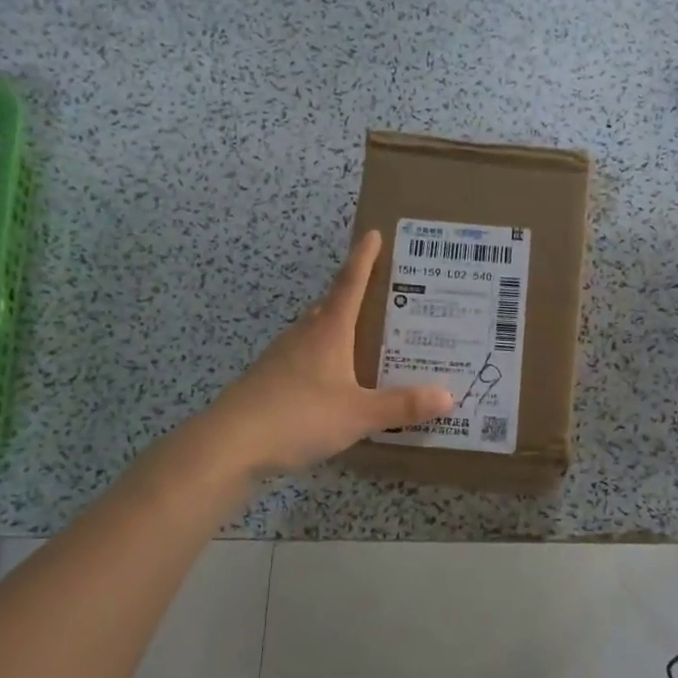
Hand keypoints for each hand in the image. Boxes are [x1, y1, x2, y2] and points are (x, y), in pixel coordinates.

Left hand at [205, 231, 453, 476]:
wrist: (230, 444)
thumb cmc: (298, 416)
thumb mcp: (358, 414)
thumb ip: (401, 406)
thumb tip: (447, 395)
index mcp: (328, 331)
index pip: (350, 284)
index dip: (363, 258)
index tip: (374, 233)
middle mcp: (304, 335)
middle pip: (331, 305)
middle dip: (354, 294)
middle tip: (383, 294)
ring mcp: (282, 357)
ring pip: (315, 332)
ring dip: (338, 327)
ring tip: (365, 338)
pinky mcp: (269, 380)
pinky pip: (304, 358)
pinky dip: (324, 359)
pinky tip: (334, 381)